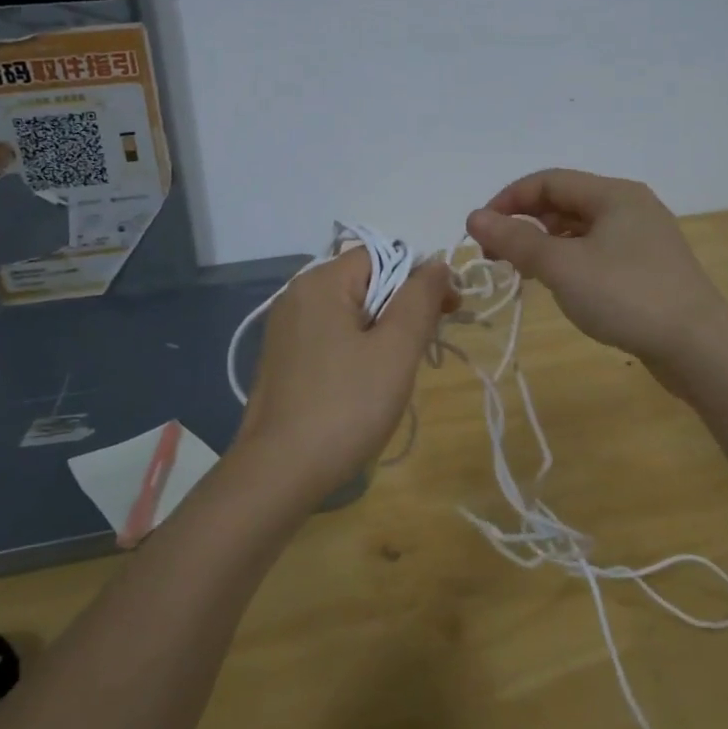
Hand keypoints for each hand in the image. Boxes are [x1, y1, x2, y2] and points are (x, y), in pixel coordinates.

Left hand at [232, 249, 452, 503]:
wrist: (279, 473)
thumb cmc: (346, 406)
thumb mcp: (396, 350)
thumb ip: (420, 299)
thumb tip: (437, 264)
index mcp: (321, 282)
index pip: (384, 255)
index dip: (421, 277)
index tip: (448, 313)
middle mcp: (297, 295)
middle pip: (366, 281)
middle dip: (403, 306)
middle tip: (426, 345)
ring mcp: (285, 329)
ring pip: (350, 311)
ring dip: (383, 330)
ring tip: (399, 369)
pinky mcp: (283, 359)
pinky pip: (331, 336)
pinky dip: (357, 348)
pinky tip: (367, 383)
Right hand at [465, 169, 727, 369]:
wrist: (698, 345)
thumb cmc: (626, 295)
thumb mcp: (563, 266)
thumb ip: (516, 240)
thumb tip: (474, 217)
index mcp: (613, 194)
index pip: (548, 181)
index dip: (508, 200)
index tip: (480, 231)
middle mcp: (630, 207)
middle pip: (565, 202)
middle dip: (525, 223)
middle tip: (496, 256)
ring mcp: (643, 238)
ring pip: (581, 229)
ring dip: (546, 244)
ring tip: (522, 271)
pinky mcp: (648, 268)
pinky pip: (598, 252)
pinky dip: (570, 260)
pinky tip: (559, 284)